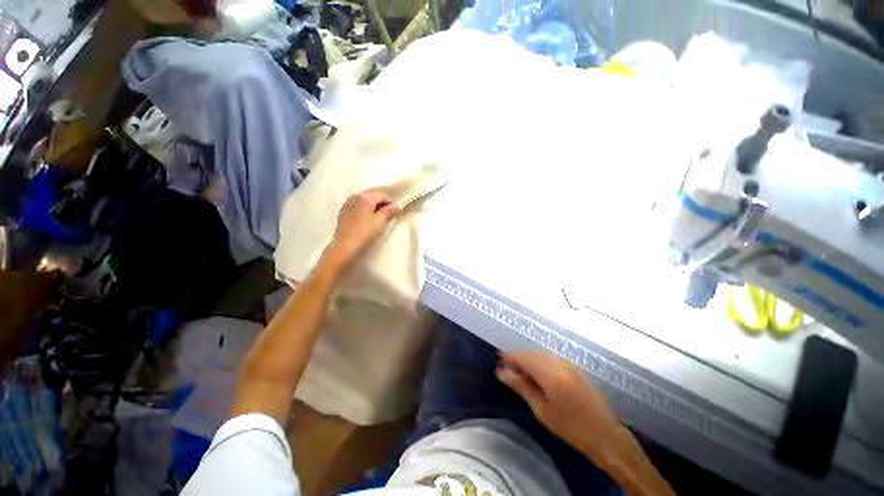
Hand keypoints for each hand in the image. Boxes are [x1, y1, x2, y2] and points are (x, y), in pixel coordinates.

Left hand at [325, 188, 399, 268]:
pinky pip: (357, 205)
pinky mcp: (343, 211)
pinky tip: (367, 218)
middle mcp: (355, 196)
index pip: (382, 195)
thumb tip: (396, 205)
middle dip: (381, 202)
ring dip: (373, 205)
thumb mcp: (380, 221)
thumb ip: (389, 211)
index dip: (391, 202)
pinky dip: (364, 209)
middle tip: (388, 214)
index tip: (395, 212)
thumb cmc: (365, 232)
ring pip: (364, 200)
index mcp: (365, 197)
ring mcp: (348, 203)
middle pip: (372, 195)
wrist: (345, 245)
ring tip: (378, 216)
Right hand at [497, 352, 624, 458]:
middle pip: (533, 353)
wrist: (606, 436)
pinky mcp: (575, 369)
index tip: (499, 360)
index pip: (525, 357)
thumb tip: (502, 372)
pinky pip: (552, 359)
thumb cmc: (571, 428)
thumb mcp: (542, 410)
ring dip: (529, 359)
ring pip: (542, 354)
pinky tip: (537, 372)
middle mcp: (560, 364)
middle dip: (519, 357)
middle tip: (507, 367)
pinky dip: (541, 361)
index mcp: (551, 375)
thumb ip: (522, 387)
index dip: (510, 357)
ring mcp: (570, 365)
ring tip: (519, 370)